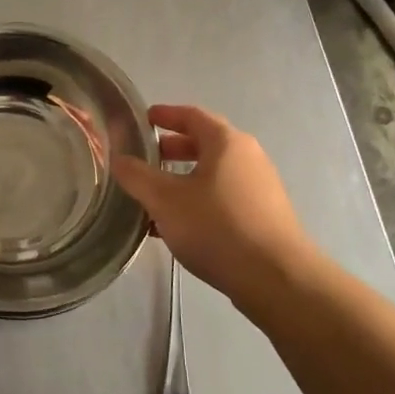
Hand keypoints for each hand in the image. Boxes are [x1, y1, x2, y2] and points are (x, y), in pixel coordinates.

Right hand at [112, 104, 320, 317]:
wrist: (276, 279)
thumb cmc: (217, 226)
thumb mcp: (165, 200)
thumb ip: (137, 176)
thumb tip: (118, 159)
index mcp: (226, 143)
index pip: (192, 115)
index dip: (165, 115)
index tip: (143, 119)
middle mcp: (248, 158)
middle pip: (205, 144)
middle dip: (172, 150)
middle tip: (145, 159)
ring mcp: (260, 188)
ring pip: (213, 174)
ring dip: (183, 180)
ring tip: (154, 197)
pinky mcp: (263, 217)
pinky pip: (223, 198)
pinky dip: (198, 201)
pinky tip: (177, 227)